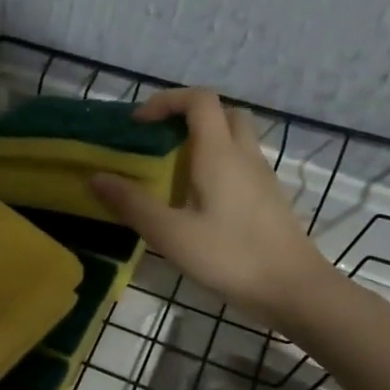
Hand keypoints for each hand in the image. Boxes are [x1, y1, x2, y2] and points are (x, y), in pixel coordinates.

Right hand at [90, 88, 334, 326]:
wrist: (293, 289)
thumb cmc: (231, 257)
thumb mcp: (171, 234)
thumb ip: (132, 204)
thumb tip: (96, 177)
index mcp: (220, 154)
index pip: (199, 100)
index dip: (167, 101)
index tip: (139, 124)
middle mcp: (244, 156)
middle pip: (222, 113)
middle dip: (187, 116)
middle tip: (158, 141)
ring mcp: (261, 177)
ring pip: (234, 138)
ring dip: (203, 140)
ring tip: (171, 171)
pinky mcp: (267, 199)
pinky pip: (240, 164)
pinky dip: (215, 164)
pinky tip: (196, 199)